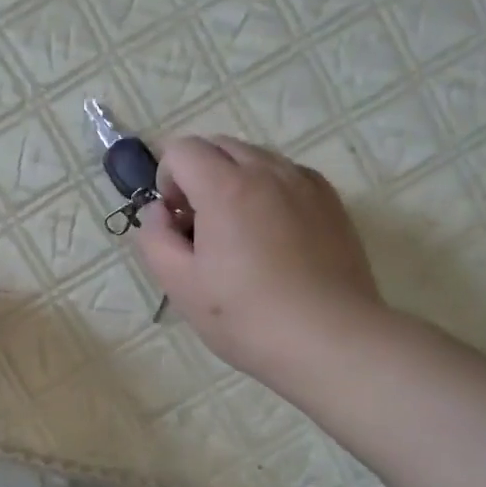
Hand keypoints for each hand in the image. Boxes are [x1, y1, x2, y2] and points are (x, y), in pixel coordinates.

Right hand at [135, 136, 387, 387]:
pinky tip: (273, 239)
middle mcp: (268, 171)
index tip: (176, 222)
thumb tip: (160, 211)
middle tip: (201, 228)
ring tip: (240, 235)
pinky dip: (268, 191)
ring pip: (255, 158)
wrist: (331, 340)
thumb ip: (154, 237)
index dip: (167, 181)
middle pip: (218, 146)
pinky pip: (287, 176)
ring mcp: (306, 183)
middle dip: (198, 175)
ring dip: (233, 181)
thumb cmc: (246, 316)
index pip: (182, 150)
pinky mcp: (331, 201)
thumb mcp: (179, 285)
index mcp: (226, 187)